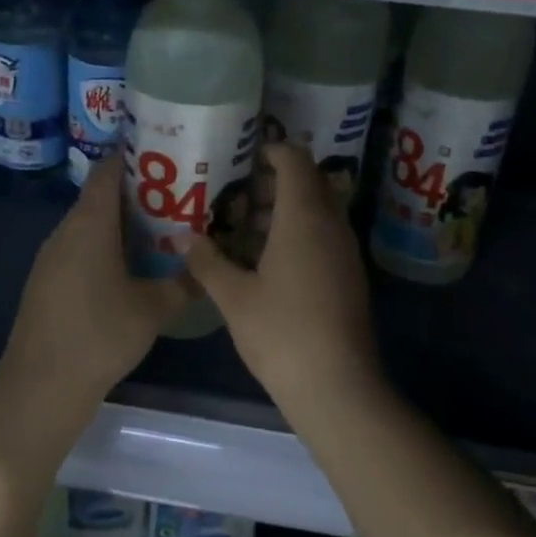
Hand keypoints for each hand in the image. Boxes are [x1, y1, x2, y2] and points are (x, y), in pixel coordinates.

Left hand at [0, 155, 188, 408]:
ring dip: (125, 225)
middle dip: (141, 194)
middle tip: (181, 199)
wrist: (41, 385)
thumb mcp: (153, 309)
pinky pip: (81, 249)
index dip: (138, 157)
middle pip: (102, 197)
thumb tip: (206, 269)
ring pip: (92, 226)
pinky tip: (133, 270)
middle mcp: (66, 231)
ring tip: (165, 232)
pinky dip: (108, 249)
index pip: (110, 171)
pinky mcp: (48, 282)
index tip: (171, 157)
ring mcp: (52, 257)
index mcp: (90, 224)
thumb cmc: (99, 336)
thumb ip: (183, 284)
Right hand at [182, 143, 381, 410]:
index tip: (239, 160)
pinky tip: (264, 264)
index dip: (269, 151)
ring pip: (315, 213)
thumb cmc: (282, 332)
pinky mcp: (348, 276)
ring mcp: (345, 251)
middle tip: (232, 198)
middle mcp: (331, 224)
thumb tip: (186, 239)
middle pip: (307, 183)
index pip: (295, 159)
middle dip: (270, 184)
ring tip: (241, 231)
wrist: (337, 385)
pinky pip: (322, 238)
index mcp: (304, 217)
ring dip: (281, 213)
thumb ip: (207, 262)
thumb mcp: (234, 297)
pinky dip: (296, 236)